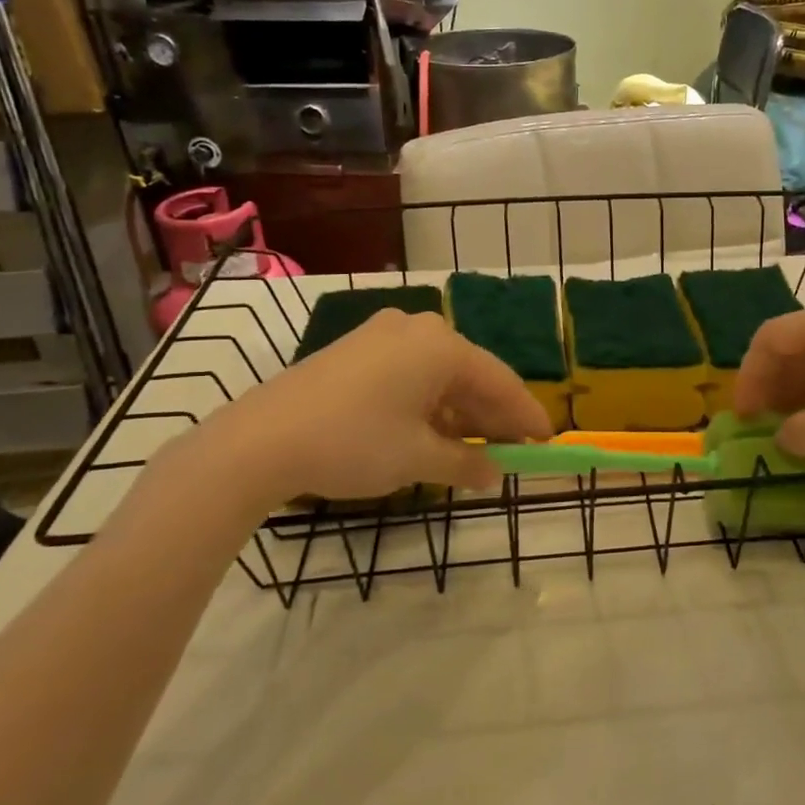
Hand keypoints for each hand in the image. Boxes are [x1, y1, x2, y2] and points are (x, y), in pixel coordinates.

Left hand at [178, 309, 551, 509]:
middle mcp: (416, 329)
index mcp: (441, 346)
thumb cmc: (353, 443)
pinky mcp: (356, 351)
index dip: (526, 415)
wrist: (259, 441)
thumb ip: (466, 465)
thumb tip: (495, 476)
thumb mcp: (417, 458)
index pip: (500, 381)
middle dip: (492, 416)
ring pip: (439, 376)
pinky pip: (409, 375)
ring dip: (459, 414)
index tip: (546, 442)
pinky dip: (428, 405)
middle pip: (471, 375)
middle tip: (513, 451)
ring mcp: (382, 336)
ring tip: (474, 452)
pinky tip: (432, 434)